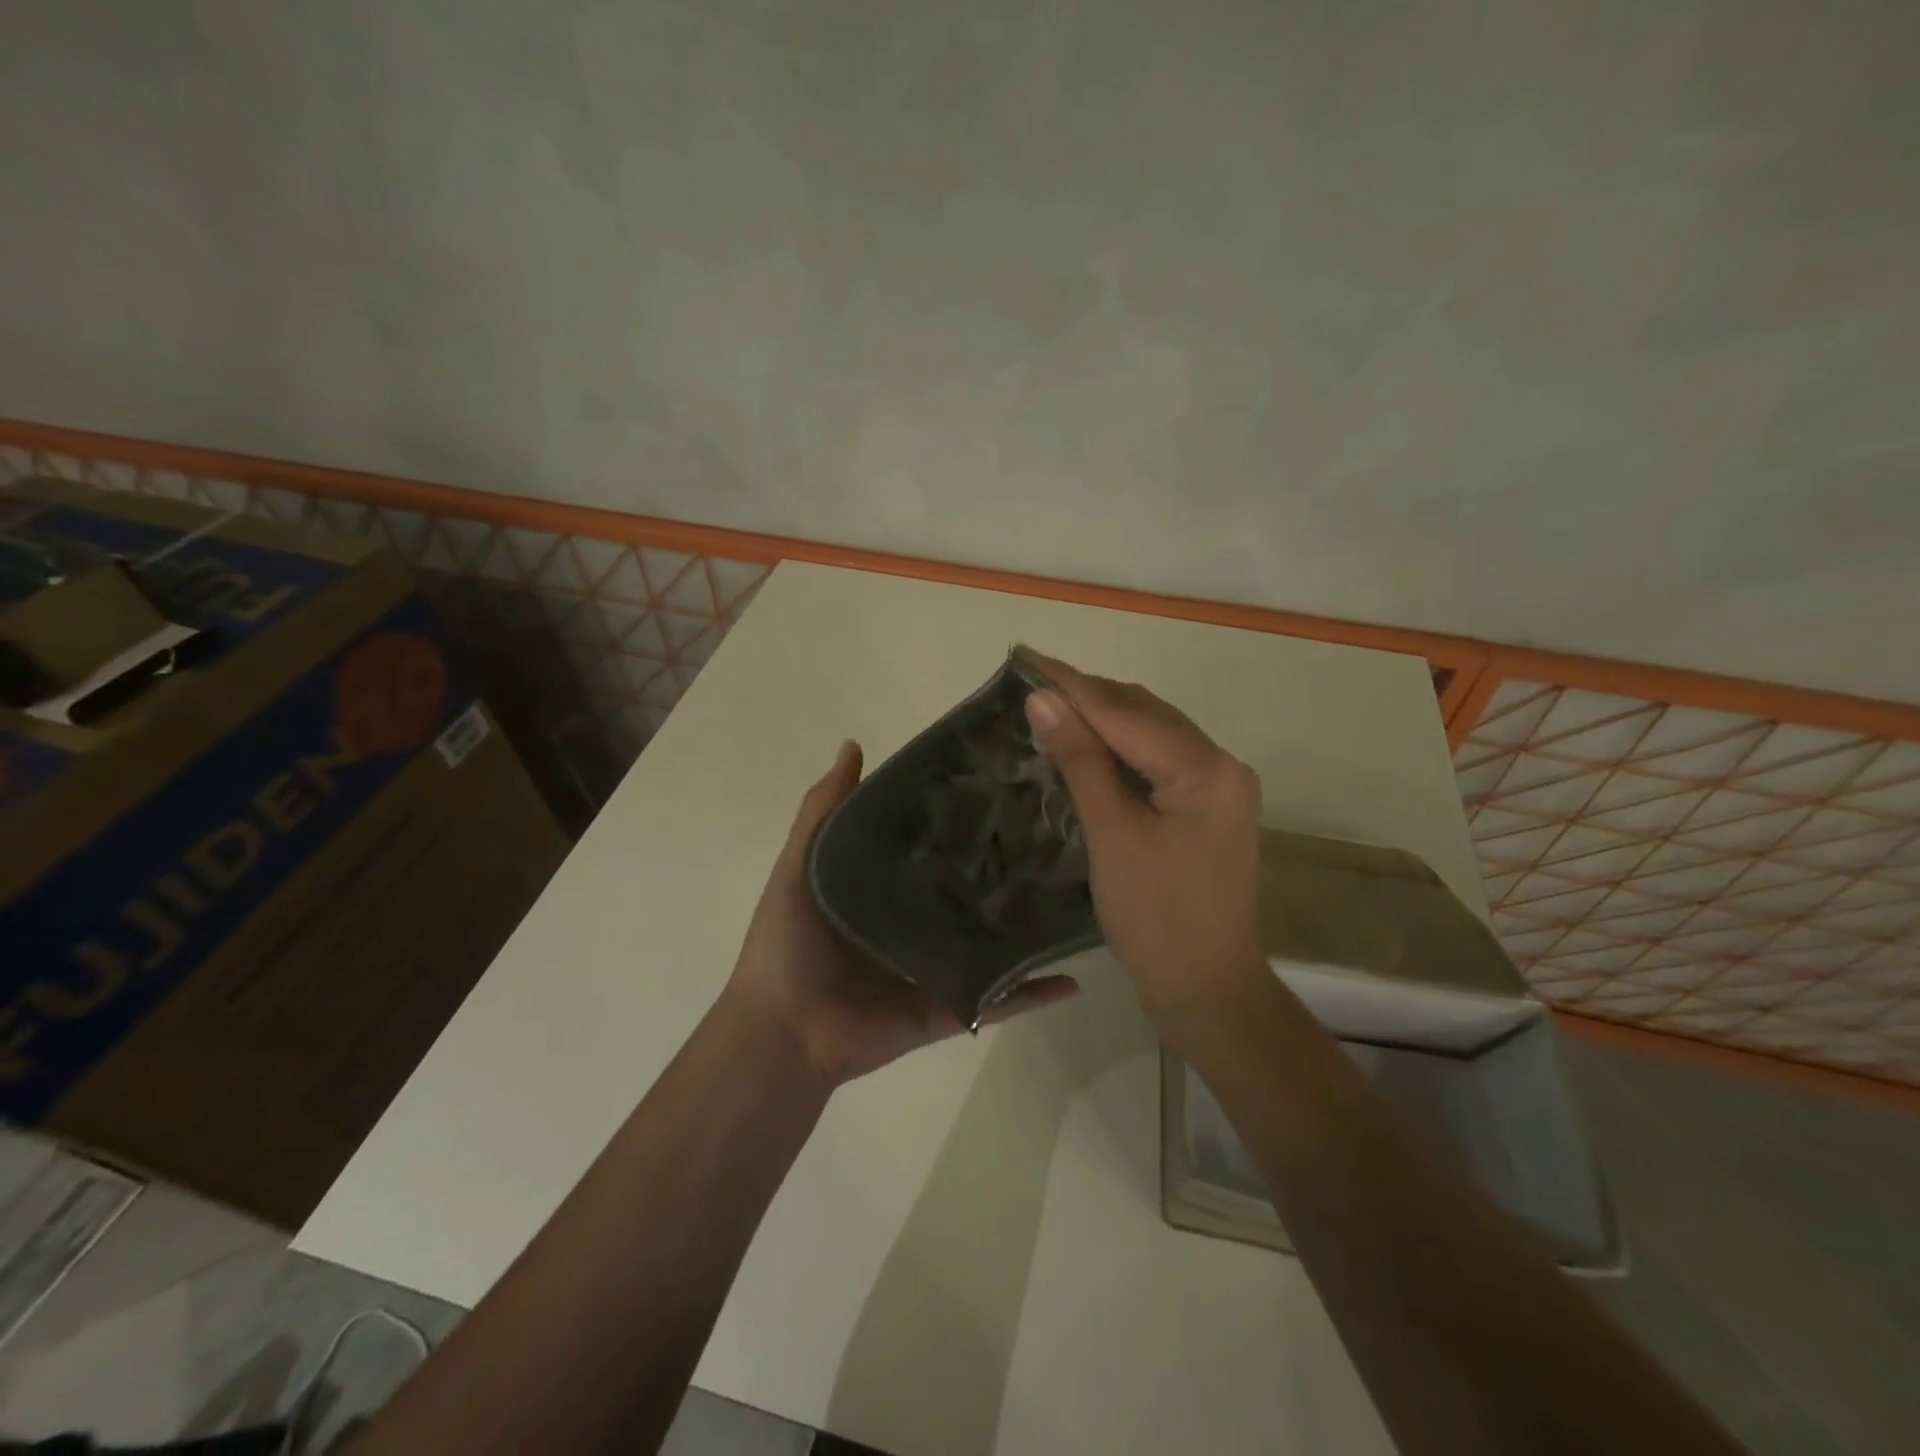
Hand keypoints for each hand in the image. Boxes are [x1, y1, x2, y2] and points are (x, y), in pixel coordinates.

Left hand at [721, 740, 1079, 1086]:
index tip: (1003, 782)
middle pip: (970, 891)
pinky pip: (1000, 1001)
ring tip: (1080, 891)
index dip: (963, 816)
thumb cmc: (788, 944)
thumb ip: (824, 811)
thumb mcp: (800, 865)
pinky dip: (1035, 992)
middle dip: (1006, 865)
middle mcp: (918, 923)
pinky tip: (1076, 974)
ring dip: (1029, 925)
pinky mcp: (952, 1008)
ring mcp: (939, 968)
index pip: (934, 845)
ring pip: (994, 942)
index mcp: (886, 888)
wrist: (783, 1032)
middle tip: (1056, 830)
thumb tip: (854, 745)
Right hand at [1017, 649, 1266, 1029]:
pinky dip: (1118, 750)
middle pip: (1143, 714)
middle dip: (1086, 696)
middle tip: (1029, 680)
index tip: (1024, 656)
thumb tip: (1042, 699)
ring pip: (1151, 734)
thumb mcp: (1112, 834)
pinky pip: (1156, 762)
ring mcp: (1218, 787)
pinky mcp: (1205, 808)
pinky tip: (1084, 745)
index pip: (1125, 711)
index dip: (1071, 683)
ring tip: (1049, 704)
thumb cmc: (1155, 917)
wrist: (1206, 989)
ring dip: (1101, 719)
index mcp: (1205, 768)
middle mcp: (1221, 765)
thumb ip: (1080, 760)